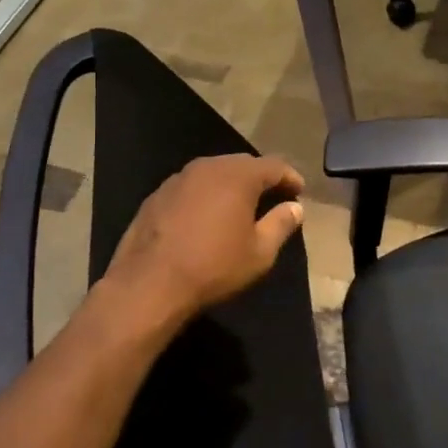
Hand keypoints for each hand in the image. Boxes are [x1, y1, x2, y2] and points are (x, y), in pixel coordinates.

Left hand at [101, 153, 305, 335]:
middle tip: (273, 196)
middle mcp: (208, 167)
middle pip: (242, 164)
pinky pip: (191, 187)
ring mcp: (178, 178)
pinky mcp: (156, 195)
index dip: (290, 177)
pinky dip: (205, 195)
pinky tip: (206, 217)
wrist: (149, 284)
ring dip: (231, 185)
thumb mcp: (260, 252)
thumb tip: (295, 207)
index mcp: (238, 175)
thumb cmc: (214, 266)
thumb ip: (281, 224)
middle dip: (260, 178)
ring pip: (214, 173)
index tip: (299, 191)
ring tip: (240, 206)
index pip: (273, 165)